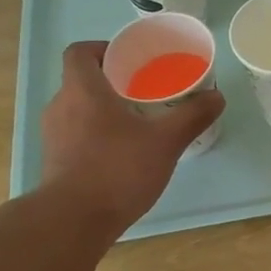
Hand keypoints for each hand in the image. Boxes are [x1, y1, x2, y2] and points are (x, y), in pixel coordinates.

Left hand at [39, 41, 225, 233]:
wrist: (74, 221)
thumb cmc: (118, 169)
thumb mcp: (165, 141)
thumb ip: (192, 116)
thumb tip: (217, 96)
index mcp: (82, 90)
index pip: (79, 52)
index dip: (102, 49)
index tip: (129, 60)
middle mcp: (61, 107)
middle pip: (81, 80)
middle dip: (112, 82)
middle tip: (144, 91)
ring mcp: (53, 136)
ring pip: (78, 109)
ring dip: (103, 110)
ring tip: (137, 123)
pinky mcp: (55, 162)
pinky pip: (75, 135)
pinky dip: (95, 135)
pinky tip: (122, 153)